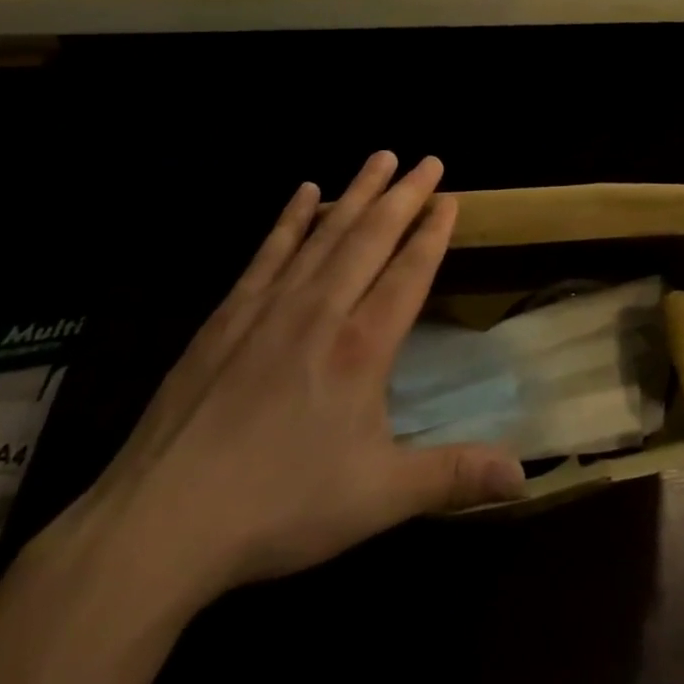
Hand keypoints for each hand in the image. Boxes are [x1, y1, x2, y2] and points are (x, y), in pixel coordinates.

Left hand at [45, 153, 524, 609]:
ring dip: (357, 192)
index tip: (449, 198)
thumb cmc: (278, 507)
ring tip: (381, 157)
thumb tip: (525, 476)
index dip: (432, 232)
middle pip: (371, 238)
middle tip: (428, 159)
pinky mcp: (226, 318)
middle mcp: (321, 311)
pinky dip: (291, 219)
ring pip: (325, 234)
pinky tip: (304, 193)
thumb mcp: (377, 499)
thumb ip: (453, 476)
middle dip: (404, 195)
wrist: (158, 526)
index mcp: (362, 347)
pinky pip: (268, 252)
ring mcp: (269, 308)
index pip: (408, 272)